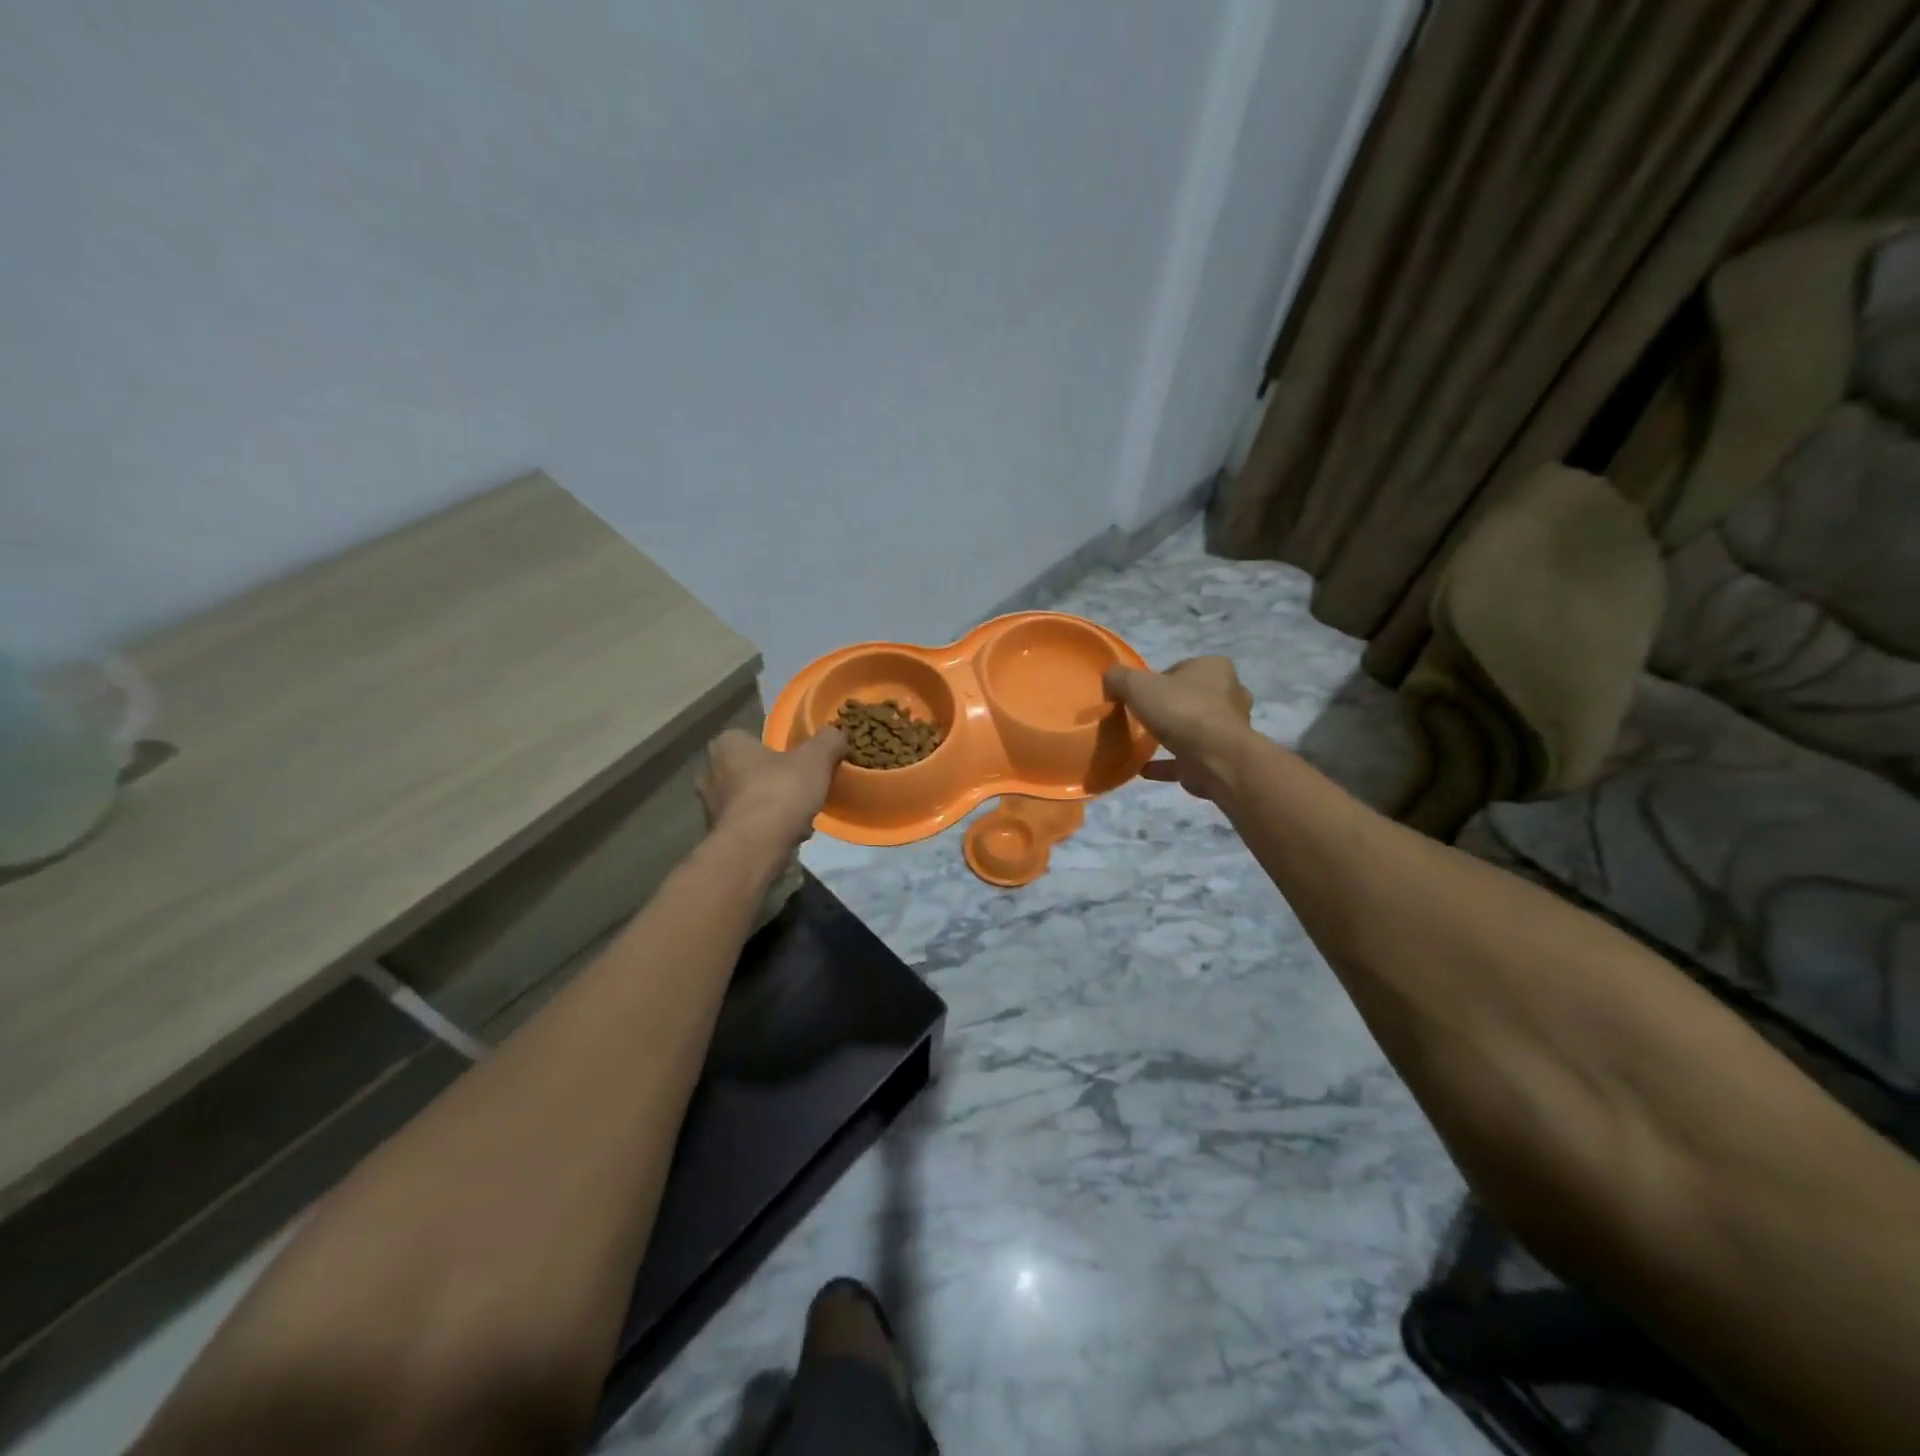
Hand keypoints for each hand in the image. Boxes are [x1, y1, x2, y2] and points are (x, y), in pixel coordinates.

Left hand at [698, 726, 846, 851]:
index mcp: (727, 744)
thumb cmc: (780, 792)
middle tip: (801, 785)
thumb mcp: (815, 758)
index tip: (798, 759)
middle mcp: (710, 772)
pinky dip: (766, 827)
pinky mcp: (719, 836)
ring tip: (800, 812)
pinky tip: (790, 834)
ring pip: (749, 798)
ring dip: (771, 804)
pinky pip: (749, 824)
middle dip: (772, 777)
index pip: (750, 737)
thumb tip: (837, 733)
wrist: (756, 849)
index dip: (776, 747)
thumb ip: (828, 740)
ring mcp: (710, 806)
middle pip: (749, 769)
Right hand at [1103, 656, 1253, 801]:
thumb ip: (1120, 678)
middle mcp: (1229, 694)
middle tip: (1144, 717)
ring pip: (1194, 728)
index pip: (1183, 668)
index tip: (1141, 695)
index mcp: (1214, 668)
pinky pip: (1189, 758)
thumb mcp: (1138, 685)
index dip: (1159, 680)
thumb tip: (1110, 676)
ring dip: (1172, 735)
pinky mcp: (1221, 757)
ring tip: (1144, 743)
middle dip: (1170, 707)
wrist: (1214, 757)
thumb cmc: (1180, 710)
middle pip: (1192, 697)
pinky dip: (1168, 763)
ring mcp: (1229, 729)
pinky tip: (1145, 768)